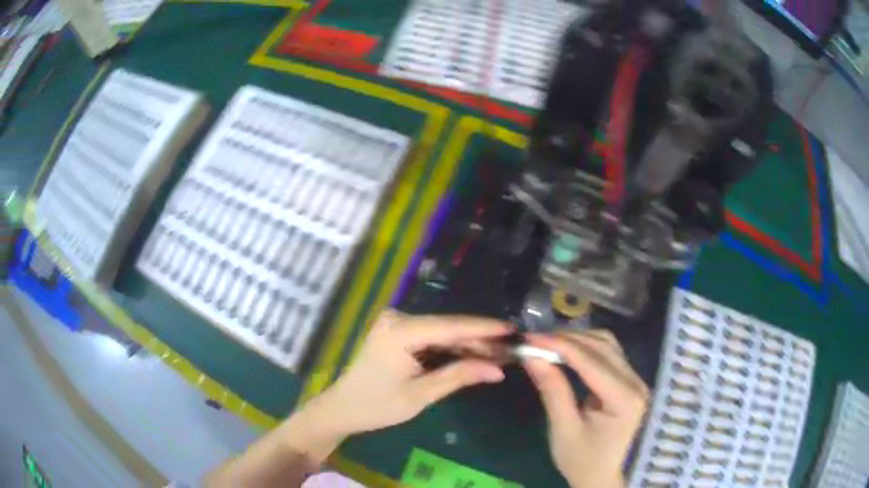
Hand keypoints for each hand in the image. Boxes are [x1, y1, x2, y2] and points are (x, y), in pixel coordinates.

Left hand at [306, 310, 511, 438]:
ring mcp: (397, 324)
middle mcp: (398, 319)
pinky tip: (475, 355)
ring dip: (469, 344)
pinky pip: (432, 338)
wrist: (343, 408)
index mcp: (400, 332)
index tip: (513, 330)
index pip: (450, 327)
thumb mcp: (421, 395)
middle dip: (480, 340)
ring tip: (500, 354)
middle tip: (512, 349)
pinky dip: (452, 348)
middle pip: (448, 328)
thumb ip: (459, 376)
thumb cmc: (377, 405)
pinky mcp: (398, 333)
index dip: (484, 328)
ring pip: (442, 333)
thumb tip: (498, 369)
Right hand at [523, 330, 649, 487]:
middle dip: (567, 340)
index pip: (591, 362)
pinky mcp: (629, 381)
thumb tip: (532, 356)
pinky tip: (567, 353)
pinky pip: (609, 354)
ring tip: (548, 345)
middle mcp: (636, 383)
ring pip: (607, 345)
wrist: (602, 476)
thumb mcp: (563, 429)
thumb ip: (552, 390)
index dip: (560, 346)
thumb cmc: (582, 460)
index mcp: (624, 399)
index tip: (530, 338)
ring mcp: (636, 380)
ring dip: (578, 340)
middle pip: (603, 346)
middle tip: (535, 341)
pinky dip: (586, 349)